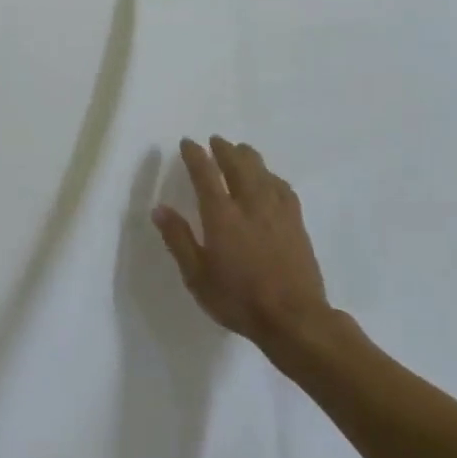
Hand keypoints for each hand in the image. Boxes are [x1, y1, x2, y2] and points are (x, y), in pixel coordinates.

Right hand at [153, 137, 331, 354]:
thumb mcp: (197, 276)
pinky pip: (283, 187)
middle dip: (224, 149)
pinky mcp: (297, 222)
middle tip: (216, 140)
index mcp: (222, 215)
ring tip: (241, 150)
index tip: (187, 142)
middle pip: (237, 164)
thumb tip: (160, 208)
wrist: (294, 318)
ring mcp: (277, 211)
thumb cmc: (239, 299)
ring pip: (262, 171)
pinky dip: (271, 176)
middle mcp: (250, 204)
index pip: (205, 174)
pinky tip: (270, 179)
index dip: (195, 155)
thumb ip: (179, 239)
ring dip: (249, 157)